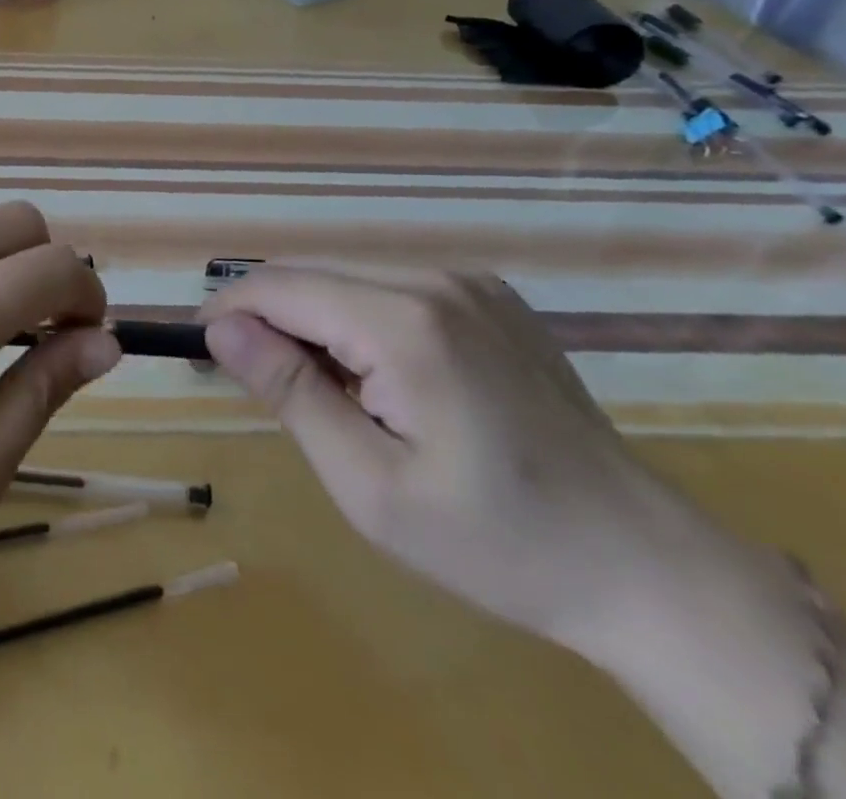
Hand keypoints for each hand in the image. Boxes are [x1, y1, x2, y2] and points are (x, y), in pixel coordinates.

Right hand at [200, 264, 723, 660]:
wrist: (647, 569)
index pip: (280, 286)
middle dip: (269, 320)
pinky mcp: (490, 297)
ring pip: (346, 279)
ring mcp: (469, 283)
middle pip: (311, 276)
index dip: (228, 312)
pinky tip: (380, 380)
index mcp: (405, 322)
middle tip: (258, 386)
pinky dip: (358, 322)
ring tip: (326, 395)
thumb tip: (220, 328)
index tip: (199, 351)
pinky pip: (389, 290)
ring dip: (314, 324)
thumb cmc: (497, 542)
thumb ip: (290, 393)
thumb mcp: (370, 485)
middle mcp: (435, 279)